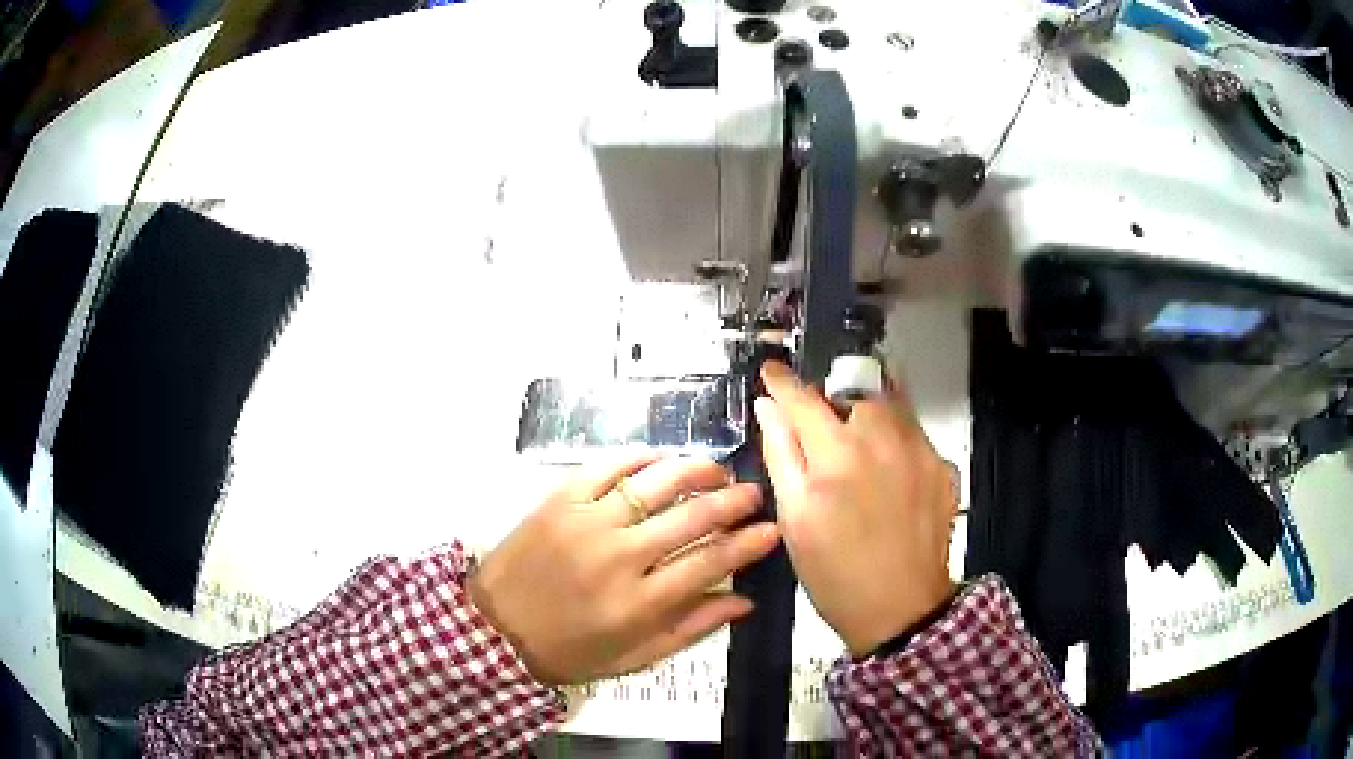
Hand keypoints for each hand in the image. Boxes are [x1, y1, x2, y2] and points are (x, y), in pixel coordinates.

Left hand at [468, 455, 780, 684]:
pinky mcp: (558, 500)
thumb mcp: (635, 657)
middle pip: (690, 517)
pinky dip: (639, 458)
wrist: (494, 629)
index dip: (748, 544)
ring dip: (693, 470)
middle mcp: (617, 557)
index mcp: (638, 604)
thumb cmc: (569, 651)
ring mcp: (586, 522)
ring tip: (716, 469)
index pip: (710, 562)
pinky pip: (606, 466)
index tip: (771, 530)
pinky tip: (661, 459)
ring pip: (654, 483)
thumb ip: (691, 628)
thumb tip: (744, 601)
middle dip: (732, 501)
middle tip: (752, 493)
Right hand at [755, 360, 956, 656]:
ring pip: (891, 406)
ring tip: (860, 451)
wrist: (901, 609)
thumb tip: (768, 407)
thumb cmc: (835, 571)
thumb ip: (781, 454)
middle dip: (835, 402)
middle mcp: (884, 438)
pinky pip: (915, 433)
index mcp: (838, 453)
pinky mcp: (943, 465)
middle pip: (854, 392)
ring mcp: (920, 449)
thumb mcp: (795, 518)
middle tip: (825, 435)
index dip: (782, 382)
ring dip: (870, 415)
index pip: (803, 398)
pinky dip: (897, 440)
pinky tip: (890, 475)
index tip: (772, 371)